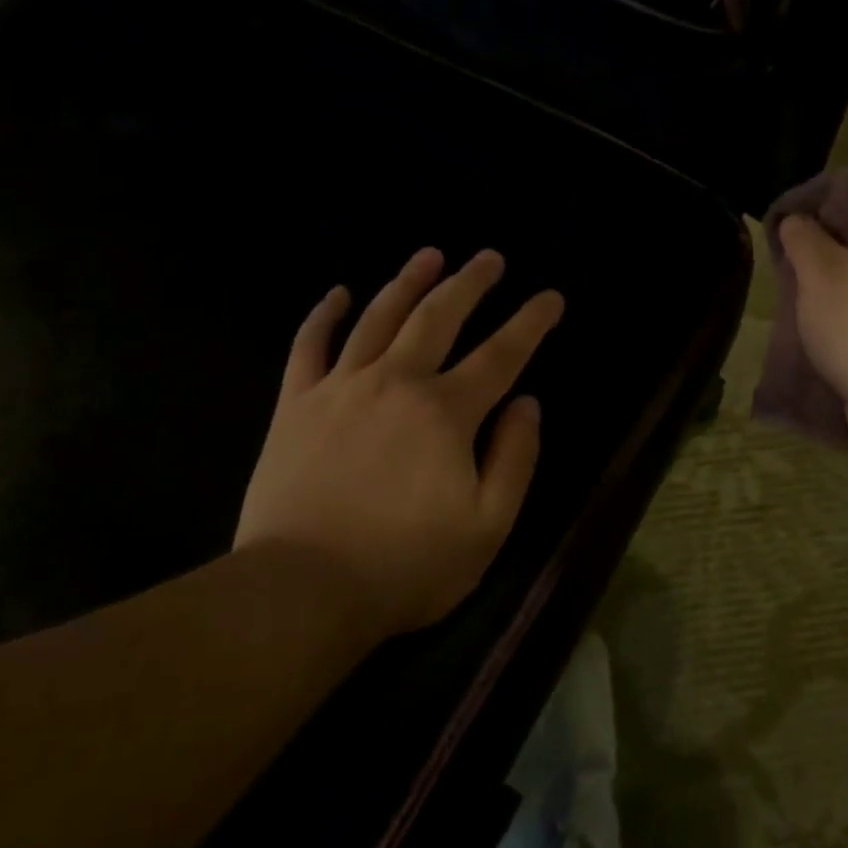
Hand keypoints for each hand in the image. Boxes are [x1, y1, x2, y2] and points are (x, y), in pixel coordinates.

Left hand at [235, 247, 563, 637]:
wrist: (300, 592)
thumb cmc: (405, 566)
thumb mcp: (487, 526)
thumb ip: (514, 458)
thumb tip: (527, 404)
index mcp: (446, 412)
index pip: (502, 354)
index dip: (531, 322)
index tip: (551, 297)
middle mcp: (397, 382)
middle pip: (438, 317)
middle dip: (470, 283)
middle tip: (489, 257)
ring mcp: (341, 388)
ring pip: (379, 318)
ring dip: (408, 281)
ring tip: (430, 255)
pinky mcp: (296, 405)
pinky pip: (309, 345)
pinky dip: (325, 314)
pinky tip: (339, 292)